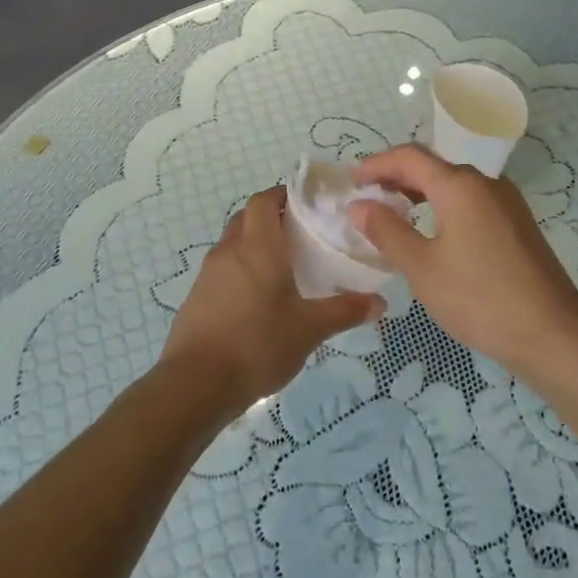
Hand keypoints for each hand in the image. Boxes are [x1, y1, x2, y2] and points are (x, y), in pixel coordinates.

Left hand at [160, 186, 380, 414]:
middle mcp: (229, 250)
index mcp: (258, 246)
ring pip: (232, 244)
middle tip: (299, 234)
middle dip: (270, 218)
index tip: (306, 203)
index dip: (282, 194)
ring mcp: (208, 274)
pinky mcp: (196, 298)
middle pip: (246, 218)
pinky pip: (221, 270)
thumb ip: (345, 311)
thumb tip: (380, 303)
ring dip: (253, 245)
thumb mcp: (309, 329)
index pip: (264, 201)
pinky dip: (239, 271)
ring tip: (282, 267)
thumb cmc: (258, 344)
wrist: (196, 383)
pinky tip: (257, 300)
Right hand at [350, 145, 577, 377]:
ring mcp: (507, 203)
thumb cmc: (478, 298)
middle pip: (434, 166)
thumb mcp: (422, 267)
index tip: (352, 181)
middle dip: (398, 176)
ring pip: (456, 184)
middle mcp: (486, 183)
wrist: (552, 333)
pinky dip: (445, 206)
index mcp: (460, 186)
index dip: (377, 164)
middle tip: (369, 196)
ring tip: (396, 211)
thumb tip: (359, 205)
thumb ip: (387, 231)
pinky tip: (435, 232)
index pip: (409, 157)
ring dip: (422, 191)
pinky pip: (473, 202)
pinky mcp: (518, 224)